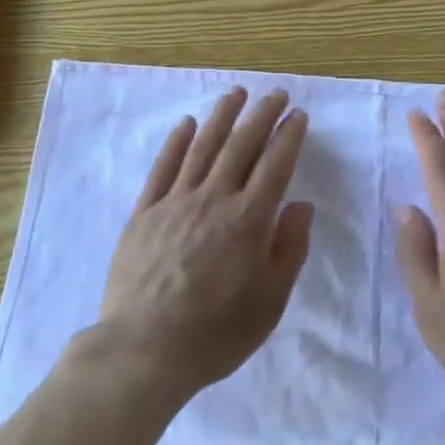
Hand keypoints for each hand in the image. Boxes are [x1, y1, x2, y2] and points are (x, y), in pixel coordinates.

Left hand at [97, 88, 314, 402]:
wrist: (143, 351)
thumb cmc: (215, 333)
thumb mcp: (270, 302)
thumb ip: (289, 249)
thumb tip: (301, 205)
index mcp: (249, 220)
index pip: (275, 164)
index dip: (289, 136)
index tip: (297, 115)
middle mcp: (214, 199)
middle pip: (241, 145)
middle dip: (261, 115)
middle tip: (275, 94)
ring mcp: (175, 202)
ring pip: (203, 146)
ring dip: (222, 116)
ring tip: (236, 93)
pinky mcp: (145, 213)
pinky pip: (163, 168)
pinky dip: (176, 142)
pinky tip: (186, 124)